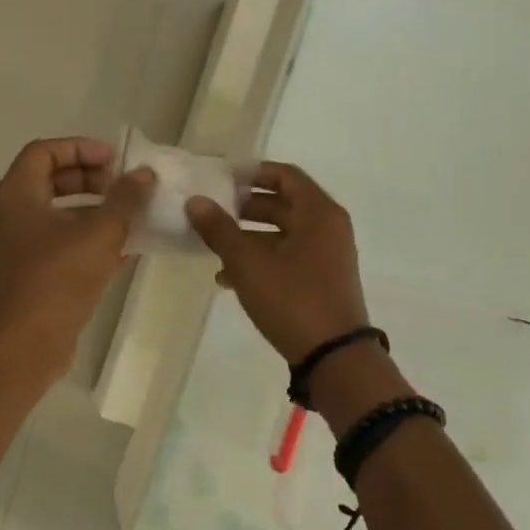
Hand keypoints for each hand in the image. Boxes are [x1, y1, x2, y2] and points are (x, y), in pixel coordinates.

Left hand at [0, 137, 155, 369]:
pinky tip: (129, 245)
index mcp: (18, 195)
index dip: (81, 148)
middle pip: (52, 179)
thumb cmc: (60, 277)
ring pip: (62, 213)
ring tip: (132, 214)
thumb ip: (125, 199)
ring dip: (97, 209)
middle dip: (91, 178)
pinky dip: (94, 237)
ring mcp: (25, 245)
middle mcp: (15, 214)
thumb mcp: (100, 232)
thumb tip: (144, 175)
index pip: (45, 151)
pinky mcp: (38, 271)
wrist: (31, 341)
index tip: (115, 161)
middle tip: (123, 186)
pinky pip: (67, 241)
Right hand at [185, 162, 369, 365]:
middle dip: (244, 208)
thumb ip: (220, 230)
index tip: (220, 180)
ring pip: (282, 234)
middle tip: (210, 211)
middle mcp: (328, 228)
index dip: (251, 173)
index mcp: (318, 212)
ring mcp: (327, 256)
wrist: (333, 356)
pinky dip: (261, 261)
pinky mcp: (321, 282)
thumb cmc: (292, 299)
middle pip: (283, 204)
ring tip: (212, 247)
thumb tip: (196, 201)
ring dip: (248, 238)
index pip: (284, 175)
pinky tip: (227, 279)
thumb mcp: (248, 263)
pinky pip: (287, 259)